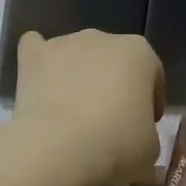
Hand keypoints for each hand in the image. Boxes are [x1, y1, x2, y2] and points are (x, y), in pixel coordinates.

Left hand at [12, 30, 164, 185]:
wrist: (59, 148)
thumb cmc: (116, 145)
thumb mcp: (150, 147)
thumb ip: (146, 132)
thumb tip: (133, 135)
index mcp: (139, 53)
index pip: (152, 74)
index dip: (150, 101)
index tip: (144, 126)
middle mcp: (102, 38)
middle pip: (112, 60)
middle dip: (111, 84)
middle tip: (107, 121)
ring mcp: (64, 43)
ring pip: (75, 54)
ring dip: (77, 74)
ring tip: (71, 112)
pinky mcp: (32, 56)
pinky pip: (35, 48)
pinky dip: (39, 63)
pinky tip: (39, 82)